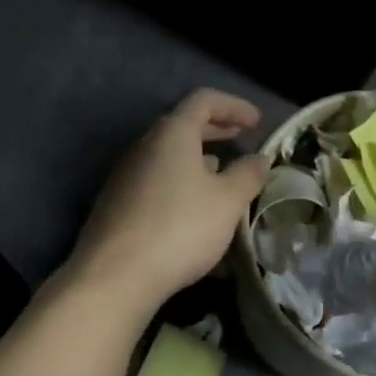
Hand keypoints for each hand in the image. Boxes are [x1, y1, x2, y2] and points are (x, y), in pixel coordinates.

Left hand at [67, 89, 269, 314]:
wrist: (115, 274)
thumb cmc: (180, 227)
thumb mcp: (227, 201)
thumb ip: (247, 175)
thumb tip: (259, 158)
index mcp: (171, 133)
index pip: (204, 100)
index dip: (233, 106)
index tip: (257, 121)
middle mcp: (144, 145)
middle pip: (183, 125)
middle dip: (215, 129)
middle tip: (241, 137)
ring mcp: (126, 174)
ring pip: (168, 155)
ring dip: (197, 158)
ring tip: (222, 174)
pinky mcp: (117, 202)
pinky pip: (156, 179)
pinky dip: (180, 182)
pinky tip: (194, 208)